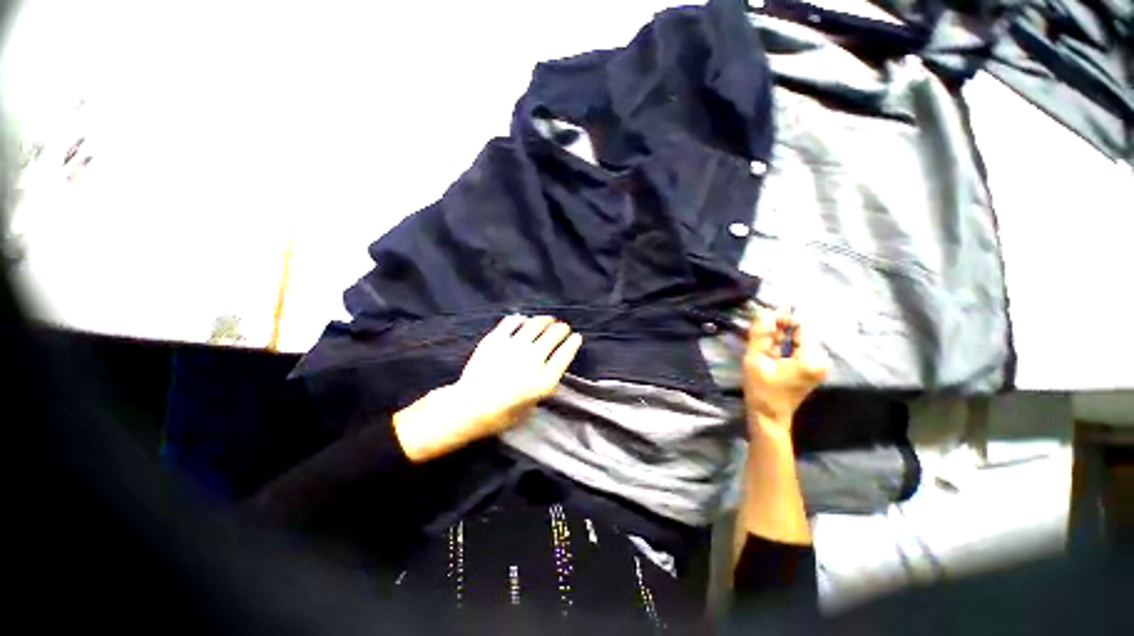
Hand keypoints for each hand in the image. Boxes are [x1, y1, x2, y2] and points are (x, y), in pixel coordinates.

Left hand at [394, 315, 581, 461]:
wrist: (468, 407)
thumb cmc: (500, 415)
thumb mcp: (530, 407)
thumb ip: (541, 386)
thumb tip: (546, 369)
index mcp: (545, 379)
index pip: (566, 353)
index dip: (573, 343)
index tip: (576, 337)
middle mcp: (533, 359)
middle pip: (554, 335)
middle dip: (562, 329)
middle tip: (562, 328)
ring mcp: (514, 347)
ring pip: (536, 324)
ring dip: (545, 320)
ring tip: (548, 320)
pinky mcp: (497, 339)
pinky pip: (512, 322)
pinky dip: (521, 319)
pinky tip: (523, 320)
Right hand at [742, 309, 829, 429]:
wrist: (768, 416)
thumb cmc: (762, 390)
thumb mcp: (756, 360)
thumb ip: (761, 335)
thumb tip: (765, 313)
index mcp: (812, 358)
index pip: (801, 326)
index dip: (782, 319)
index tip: (762, 321)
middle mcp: (820, 359)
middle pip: (799, 332)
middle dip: (778, 330)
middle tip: (758, 335)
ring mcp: (817, 364)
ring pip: (796, 340)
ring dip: (778, 338)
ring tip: (760, 345)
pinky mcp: (810, 368)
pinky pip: (796, 348)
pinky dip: (781, 346)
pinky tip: (767, 352)